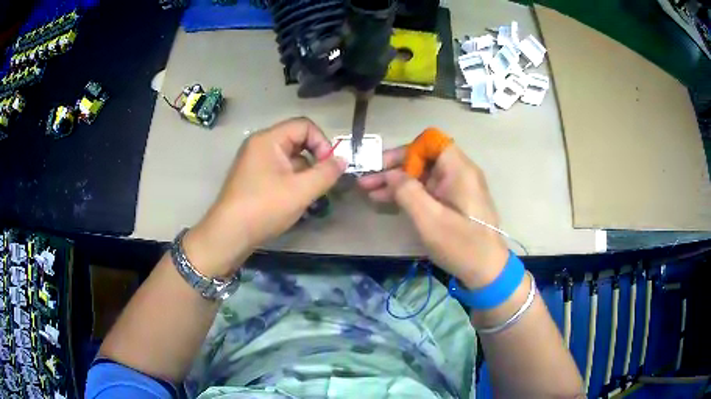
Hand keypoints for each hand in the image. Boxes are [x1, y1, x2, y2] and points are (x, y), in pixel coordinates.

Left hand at [184, 118, 346, 276]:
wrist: (229, 235)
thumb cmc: (264, 208)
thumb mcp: (301, 191)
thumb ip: (326, 173)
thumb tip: (343, 160)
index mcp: (268, 139)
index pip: (304, 126)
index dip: (322, 142)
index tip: (329, 166)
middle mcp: (260, 145)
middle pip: (297, 141)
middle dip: (314, 160)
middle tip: (321, 182)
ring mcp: (254, 162)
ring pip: (289, 158)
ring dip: (304, 173)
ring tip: (309, 196)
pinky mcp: (253, 178)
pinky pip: (279, 171)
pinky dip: (292, 181)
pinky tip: (295, 201)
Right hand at [358, 145, 508, 287]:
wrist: (488, 271)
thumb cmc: (462, 245)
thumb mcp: (430, 220)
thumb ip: (408, 192)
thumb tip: (390, 174)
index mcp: (459, 170)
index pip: (431, 141)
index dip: (407, 151)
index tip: (388, 169)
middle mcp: (459, 172)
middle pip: (424, 158)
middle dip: (394, 168)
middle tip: (367, 180)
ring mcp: (457, 187)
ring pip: (423, 174)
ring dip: (397, 181)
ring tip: (369, 190)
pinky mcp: (454, 202)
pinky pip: (428, 189)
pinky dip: (409, 193)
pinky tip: (386, 200)